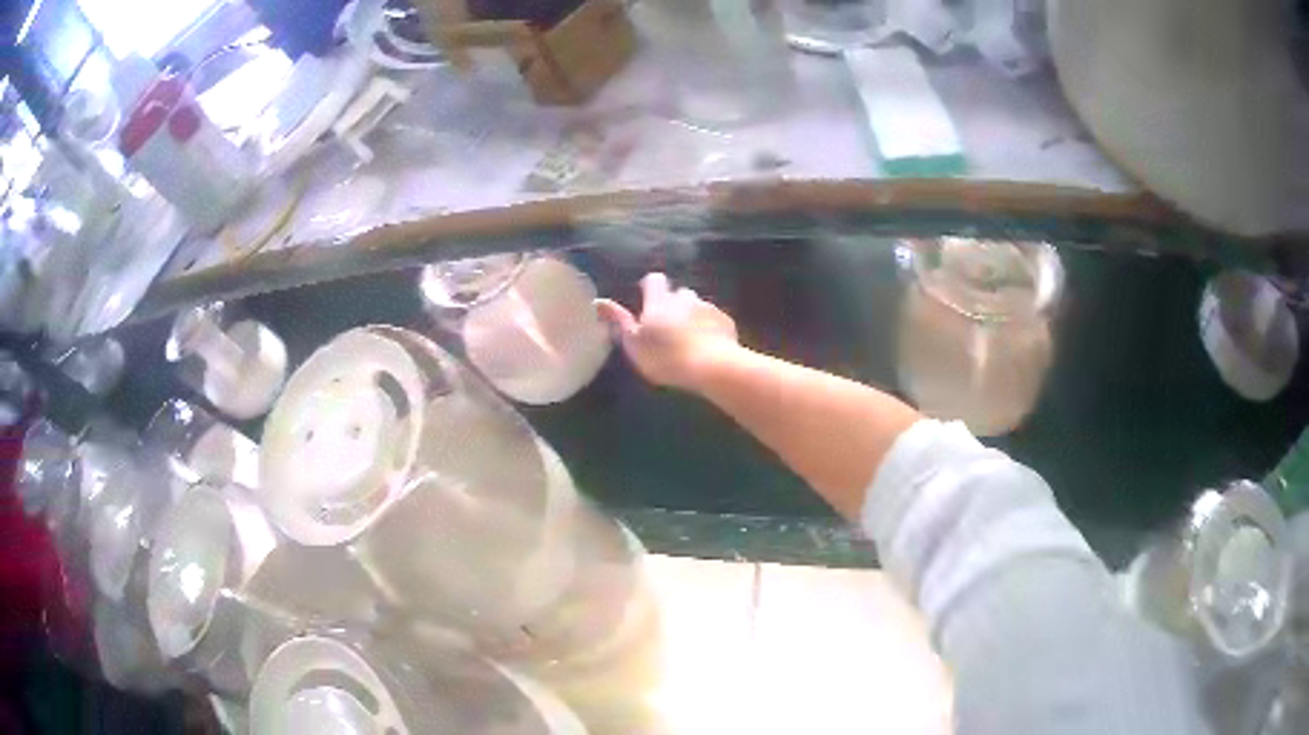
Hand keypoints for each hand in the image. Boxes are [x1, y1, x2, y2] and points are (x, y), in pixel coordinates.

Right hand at [595, 273, 738, 390]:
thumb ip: (619, 321)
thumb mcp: (634, 344)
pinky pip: (715, 320)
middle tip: (668, 329)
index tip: (646, 301)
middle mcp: (684, 298)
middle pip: (678, 293)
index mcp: (659, 301)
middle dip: (674, 305)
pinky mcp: (726, 321)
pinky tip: (708, 347)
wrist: (711, 367)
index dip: (650, 287)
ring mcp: (708, 308)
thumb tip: (599, 301)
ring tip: (690, 340)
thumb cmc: (665, 357)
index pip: (654, 280)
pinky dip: (710, 328)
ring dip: (693, 316)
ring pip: (698, 306)